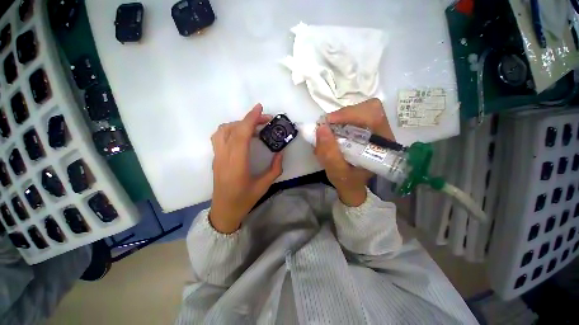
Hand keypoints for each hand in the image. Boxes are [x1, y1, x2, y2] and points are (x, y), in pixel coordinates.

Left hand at [210, 104, 282, 233]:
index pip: (241, 135)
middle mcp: (224, 157)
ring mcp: (217, 157)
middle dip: (249, 120)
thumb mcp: (264, 186)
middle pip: (232, 129)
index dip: (250, 119)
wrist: (224, 211)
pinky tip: (241, 136)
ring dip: (238, 124)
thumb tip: (280, 153)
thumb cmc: (244, 200)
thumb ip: (274, 169)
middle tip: (264, 120)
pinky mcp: (215, 158)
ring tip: (252, 127)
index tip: (260, 108)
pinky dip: (231, 130)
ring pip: (222, 131)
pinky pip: (219, 137)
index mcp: (237, 164)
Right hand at [314, 98, 394, 206]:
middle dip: (343, 115)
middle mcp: (382, 133)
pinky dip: (339, 120)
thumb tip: (321, 128)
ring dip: (340, 118)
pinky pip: (353, 116)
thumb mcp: (338, 173)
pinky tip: (332, 131)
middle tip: (326, 125)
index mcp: (382, 145)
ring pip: (360, 110)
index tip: (329, 121)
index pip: (373, 116)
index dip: (350, 114)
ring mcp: (374, 129)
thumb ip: (329, 154)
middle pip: (367, 109)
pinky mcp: (365, 129)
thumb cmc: (349, 182)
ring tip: (328, 130)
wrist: (353, 186)